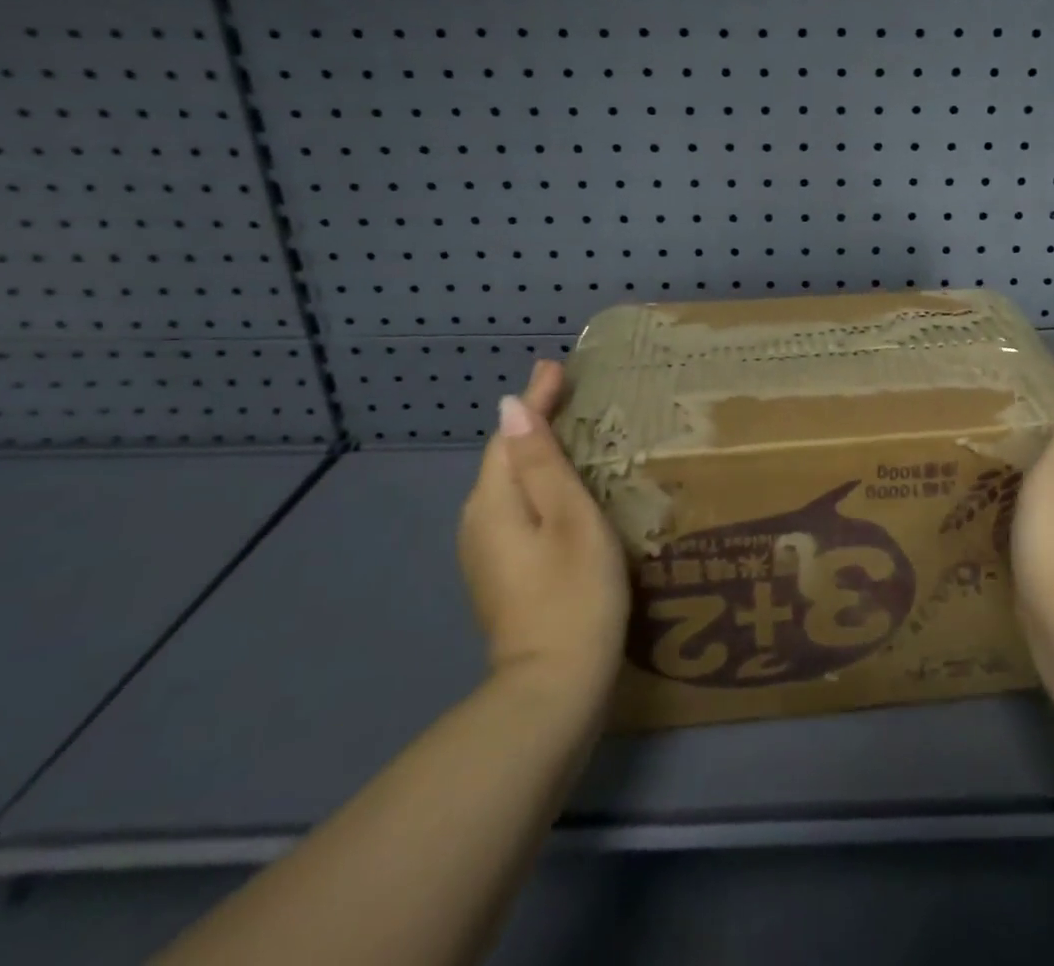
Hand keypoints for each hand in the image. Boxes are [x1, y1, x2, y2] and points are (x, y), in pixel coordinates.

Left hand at [458, 360, 628, 689]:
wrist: (553, 689)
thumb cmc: (574, 593)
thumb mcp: (569, 517)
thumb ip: (541, 462)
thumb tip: (511, 408)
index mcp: (494, 502)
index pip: (510, 435)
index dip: (535, 399)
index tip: (556, 364)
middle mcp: (478, 522)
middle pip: (504, 458)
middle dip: (533, 421)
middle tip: (568, 391)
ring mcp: (485, 553)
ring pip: (509, 485)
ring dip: (536, 453)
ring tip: (571, 430)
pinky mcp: (500, 574)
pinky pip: (515, 509)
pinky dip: (536, 485)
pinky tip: (561, 488)